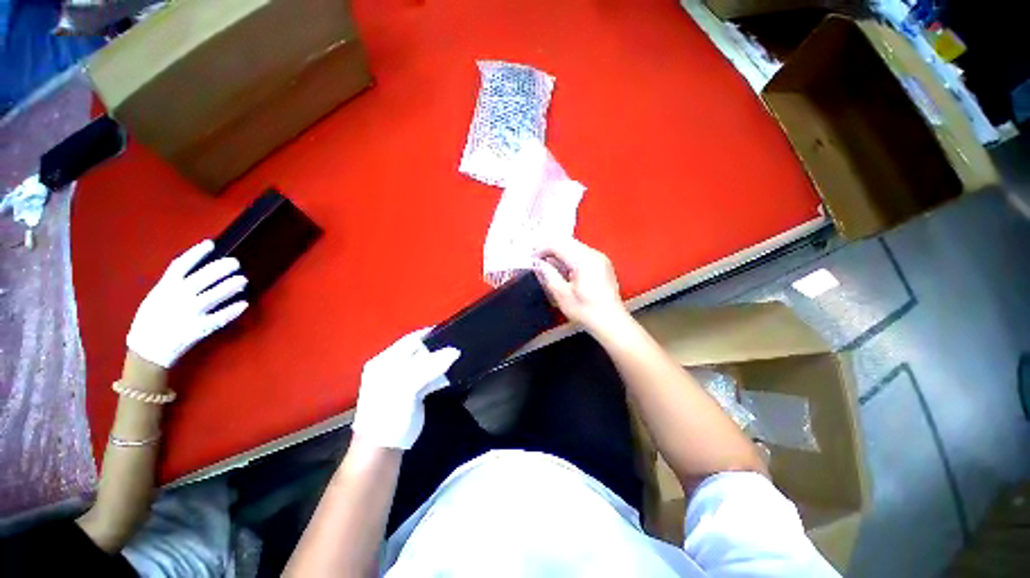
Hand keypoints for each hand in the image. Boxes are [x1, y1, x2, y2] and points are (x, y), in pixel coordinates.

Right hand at [127, 240, 247, 367]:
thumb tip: (195, 271)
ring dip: (230, 287)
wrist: (147, 350)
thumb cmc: (152, 321)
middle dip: (220, 268)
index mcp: (164, 289)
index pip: (181, 266)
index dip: (197, 253)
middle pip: (202, 278)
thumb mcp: (156, 298)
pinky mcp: (198, 329)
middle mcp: (177, 299)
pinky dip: (232, 311)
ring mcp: (188, 314)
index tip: (211, 244)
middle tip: (236, 262)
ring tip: (243, 280)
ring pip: (213, 296)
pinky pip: (219, 318)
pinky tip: (244, 304)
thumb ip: (172, 285)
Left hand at [351, 330, 459, 449]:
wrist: (383, 448)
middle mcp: (394, 367)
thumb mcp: (407, 386)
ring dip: (440, 362)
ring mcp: (404, 380)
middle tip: (457, 344)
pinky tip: (450, 374)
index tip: (450, 330)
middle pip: (419, 351)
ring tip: (458, 357)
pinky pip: (429, 377)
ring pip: (426, 364)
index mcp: (385, 361)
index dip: (428, 334)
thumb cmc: (388, 413)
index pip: (410, 340)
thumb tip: (455, 350)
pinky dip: (440, 374)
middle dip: (437, 348)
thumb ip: (430, 366)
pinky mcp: (414, 392)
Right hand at [534, 238, 628, 336]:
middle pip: (566, 242)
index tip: (531, 259)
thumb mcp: (562, 295)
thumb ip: (548, 275)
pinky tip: (562, 268)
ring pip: (574, 246)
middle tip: (536, 260)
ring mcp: (600, 257)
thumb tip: (537, 263)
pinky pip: (581, 253)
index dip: (541, 249)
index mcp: (584, 260)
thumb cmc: (586, 311)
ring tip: (547, 264)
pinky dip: (569, 256)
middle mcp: (593, 254)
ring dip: (558, 252)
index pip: (557, 244)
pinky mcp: (602, 263)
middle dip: (549, 248)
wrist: (612, 322)